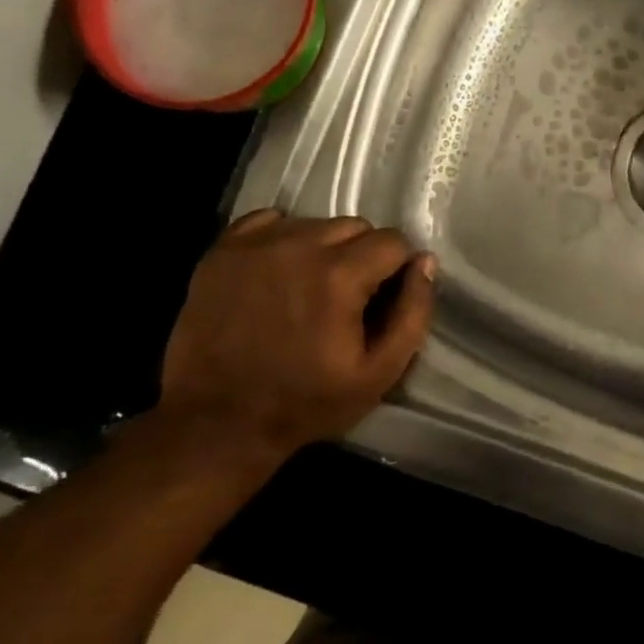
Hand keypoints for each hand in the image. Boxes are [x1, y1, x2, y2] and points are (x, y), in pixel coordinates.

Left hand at [158, 211, 436, 467]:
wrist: (217, 422)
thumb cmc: (307, 402)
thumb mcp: (379, 373)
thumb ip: (412, 313)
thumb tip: (425, 262)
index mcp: (340, 275)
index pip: (392, 241)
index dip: (396, 269)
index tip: (382, 299)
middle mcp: (299, 245)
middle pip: (354, 226)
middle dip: (362, 256)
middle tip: (348, 297)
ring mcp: (256, 244)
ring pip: (313, 223)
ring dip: (323, 248)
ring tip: (310, 288)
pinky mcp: (222, 251)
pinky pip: (269, 221)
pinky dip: (282, 239)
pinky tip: (278, 272)